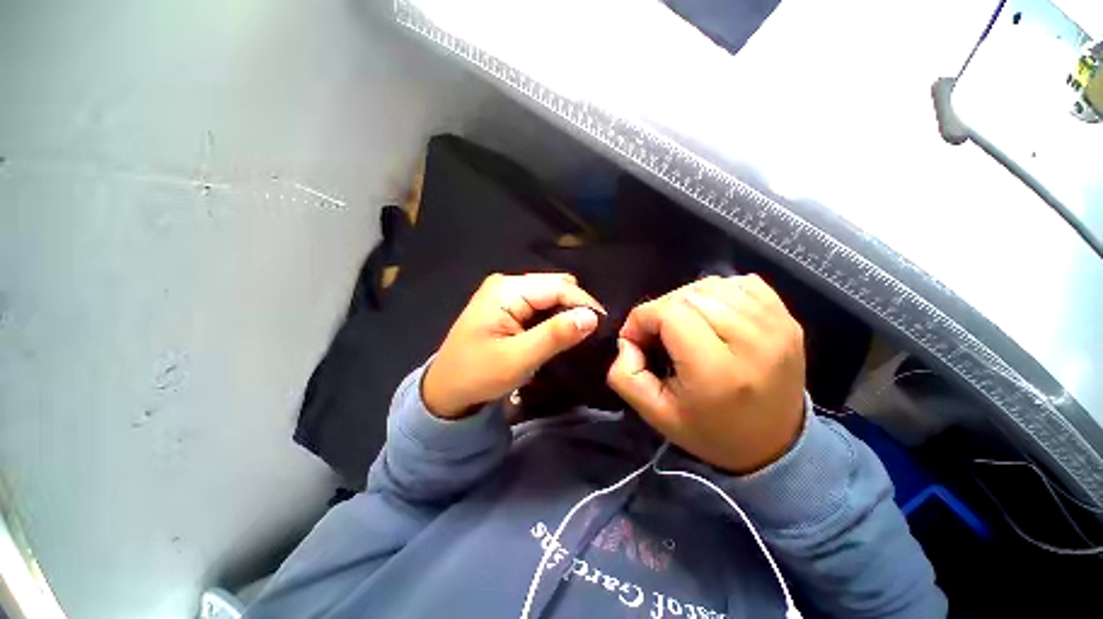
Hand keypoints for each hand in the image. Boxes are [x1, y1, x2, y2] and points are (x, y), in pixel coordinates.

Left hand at [423, 273, 604, 417]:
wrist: (446, 390)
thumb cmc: (477, 375)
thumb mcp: (518, 359)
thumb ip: (555, 336)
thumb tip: (591, 318)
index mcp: (506, 290)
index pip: (558, 287)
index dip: (584, 303)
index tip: (603, 326)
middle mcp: (506, 284)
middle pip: (554, 286)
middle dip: (576, 306)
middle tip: (591, 333)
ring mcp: (505, 293)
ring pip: (549, 295)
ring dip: (566, 312)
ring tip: (579, 333)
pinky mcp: (507, 305)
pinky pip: (539, 304)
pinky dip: (553, 316)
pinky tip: (560, 331)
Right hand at [607, 275, 805, 473]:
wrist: (773, 445)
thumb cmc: (709, 431)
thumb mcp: (654, 413)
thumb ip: (625, 375)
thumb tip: (628, 339)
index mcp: (717, 370)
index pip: (669, 313)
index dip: (642, 318)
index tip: (637, 338)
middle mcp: (752, 342)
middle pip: (689, 295)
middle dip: (661, 309)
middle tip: (658, 335)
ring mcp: (776, 326)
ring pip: (712, 285)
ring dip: (687, 300)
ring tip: (685, 326)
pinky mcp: (787, 319)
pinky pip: (740, 283)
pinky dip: (718, 293)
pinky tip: (714, 316)